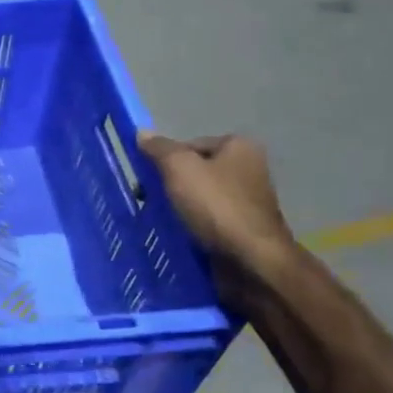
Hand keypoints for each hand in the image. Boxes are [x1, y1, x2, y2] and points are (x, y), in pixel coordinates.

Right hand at [137, 132, 295, 271]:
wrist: (251, 260)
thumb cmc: (216, 206)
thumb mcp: (179, 168)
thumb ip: (160, 149)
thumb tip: (142, 133)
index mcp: (239, 147)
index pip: (189, 145)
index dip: (165, 160)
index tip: (147, 180)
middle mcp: (249, 169)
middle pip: (195, 171)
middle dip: (170, 186)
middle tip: (148, 201)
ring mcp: (248, 201)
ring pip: (200, 198)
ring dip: (179, 208)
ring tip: (160, 221)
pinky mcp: (243, 229)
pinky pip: (208, 220)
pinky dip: (192, 226)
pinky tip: (178, 235)